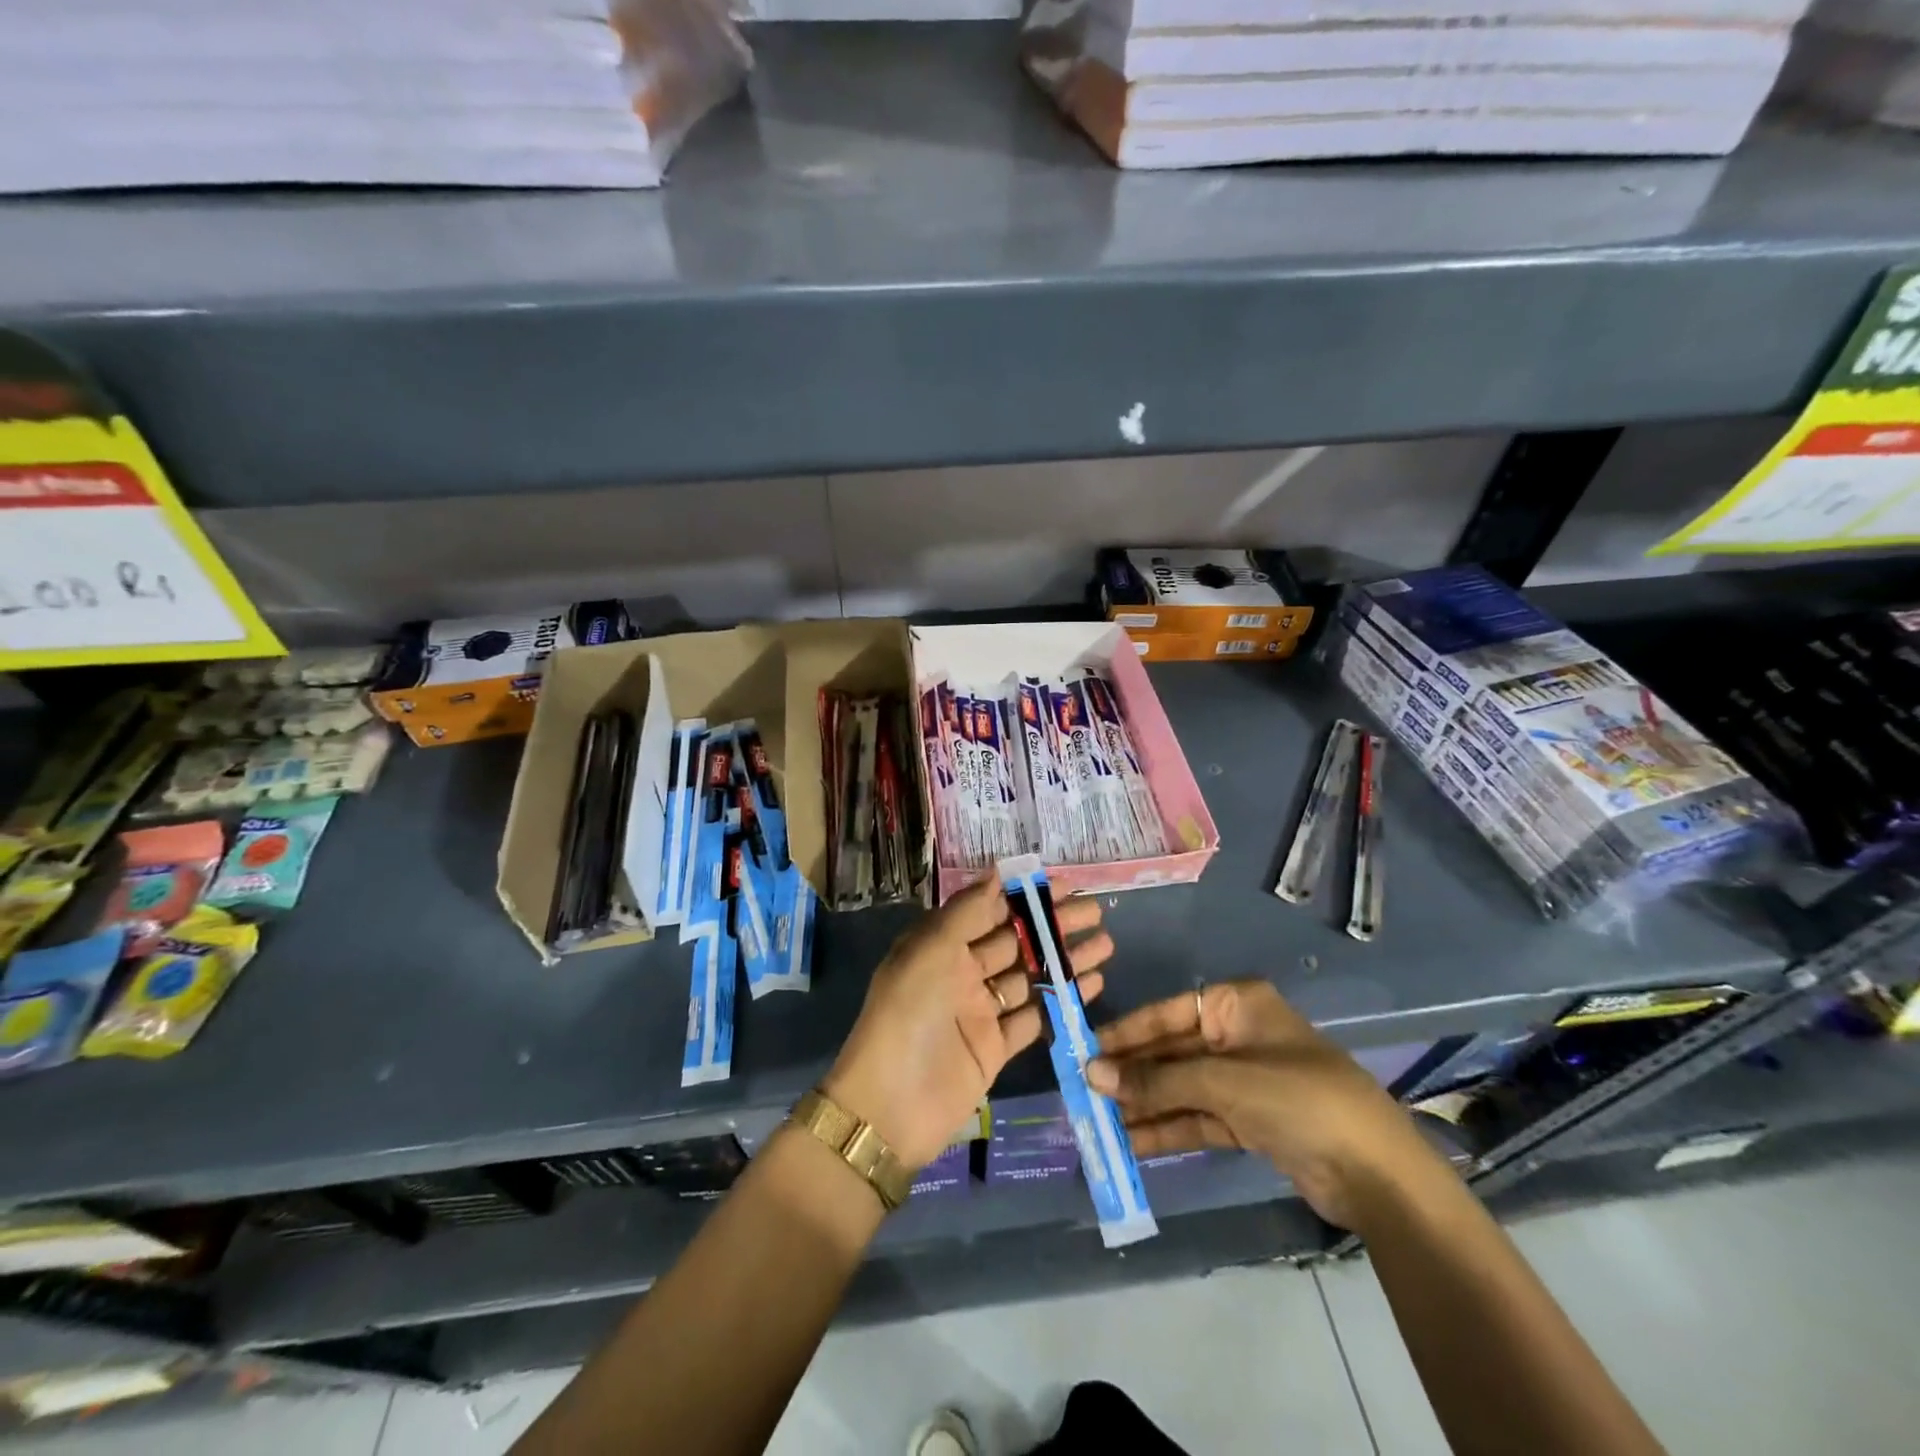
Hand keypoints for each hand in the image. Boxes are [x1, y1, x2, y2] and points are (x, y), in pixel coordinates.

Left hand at [824, 876, 1112, 1170]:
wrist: (890, 1106)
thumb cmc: (908, 1015)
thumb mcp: (930, 951)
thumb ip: (966, 911)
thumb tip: (998, 872)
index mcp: (941, 945)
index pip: (989, 910)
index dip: (1025, 896)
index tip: (1065, 885)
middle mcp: (961, 972)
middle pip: (1015, 941)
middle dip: (1053, 925)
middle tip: (1095, 912)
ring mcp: (980, 1011)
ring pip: (1030, 977)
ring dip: (1065, 960)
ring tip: (1105, 944)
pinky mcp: (996, 1047)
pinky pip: (1034, 1016)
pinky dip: (1061, 999)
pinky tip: (1092, 984)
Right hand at [1087, 980, 1438, 1228]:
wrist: (1377, 1174)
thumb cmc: (1298, 1099)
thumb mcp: (1222, 1083)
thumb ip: (1156, 1079)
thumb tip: (1093, 1073)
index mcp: (1235, 1005)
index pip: (1166, 1013)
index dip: (1125, 1033)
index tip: (1085, 1050)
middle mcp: (1236, 1035)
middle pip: (1171, 1052)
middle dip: (1132, 1074)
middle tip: (1084, 1092)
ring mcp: (1244, 1080)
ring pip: (1181, 1087)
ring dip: (1145, 1105)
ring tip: (1099, 1122)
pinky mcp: (1250, 1120)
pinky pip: (1198, 1117)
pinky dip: (1169, 1129)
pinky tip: (1132, 1142)